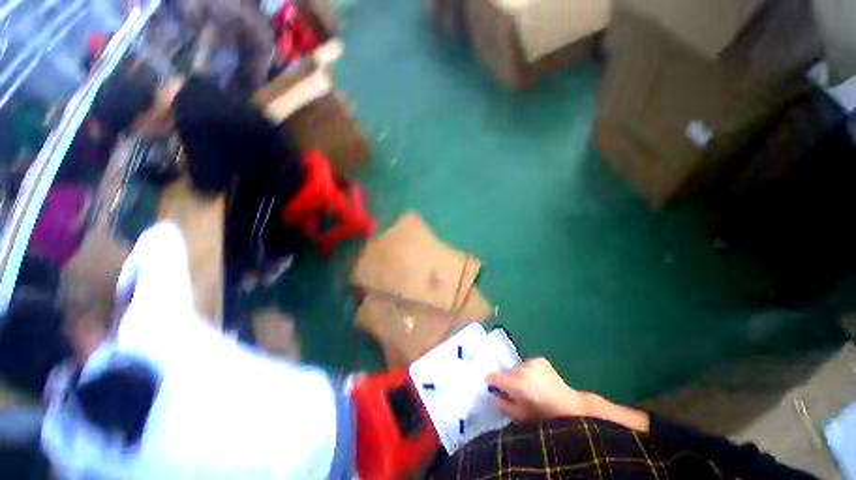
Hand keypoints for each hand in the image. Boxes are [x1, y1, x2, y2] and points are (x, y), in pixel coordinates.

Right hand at [487, 358, 589, 421]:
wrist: (570, 408)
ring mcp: (532, 362)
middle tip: (517, 393)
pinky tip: (538, 381)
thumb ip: (501, 404)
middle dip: (508, 381)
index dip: (492, 383)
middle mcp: (522, 368)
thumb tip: (490, 394)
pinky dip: (529, 371)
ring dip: (519, 375)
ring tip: (530, 387)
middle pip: (505, 372)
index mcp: (516, 383)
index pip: (492, 376)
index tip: (496, 390)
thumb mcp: (519, 416)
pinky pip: (527, 364)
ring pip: (517, 368)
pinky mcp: (540, 359)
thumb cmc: (542, 416)